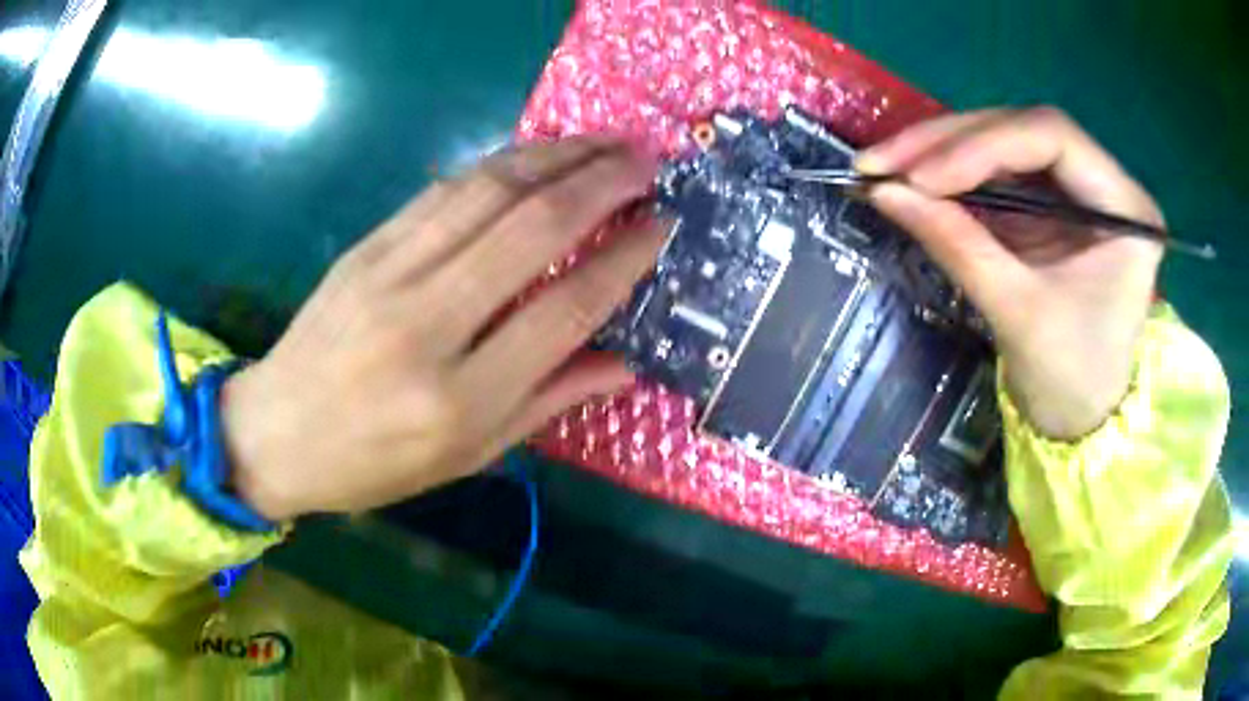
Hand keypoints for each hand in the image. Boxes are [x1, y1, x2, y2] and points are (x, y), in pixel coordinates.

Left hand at [220, 139, 662, 519]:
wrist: (275, 433)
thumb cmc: (373, 464)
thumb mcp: (468, 456)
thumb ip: (548, 401)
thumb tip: (624, 363)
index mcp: (459, 398)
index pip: (563, 311)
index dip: (622, 261)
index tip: (661, 227)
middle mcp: (427, 324)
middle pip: (530, 229)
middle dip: (600, 183)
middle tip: (647, 161)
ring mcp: (389, 274)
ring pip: (488, 192)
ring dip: (555, 155)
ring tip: (604, 142)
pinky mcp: (366, 247)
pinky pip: (444, 191)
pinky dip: (500, 163)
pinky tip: (536, 153)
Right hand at [857, 107, 1163, 438]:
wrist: (1080, 419)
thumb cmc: (1070, 380)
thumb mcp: (1020, 315)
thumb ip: (959, 246)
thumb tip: (884, 193)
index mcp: (1125, 209)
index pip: (1052, 136)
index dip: (982, 145)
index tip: (922, 178)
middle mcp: (1103, 182)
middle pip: (1020, 131)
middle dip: (947, 144)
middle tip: (881, 162)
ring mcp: (1073, 189)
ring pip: (1001, 143)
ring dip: (938, 152)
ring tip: (883, 167)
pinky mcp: (1047, 204)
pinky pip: (994, 173)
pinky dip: (949, 176)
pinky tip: (911, 182)